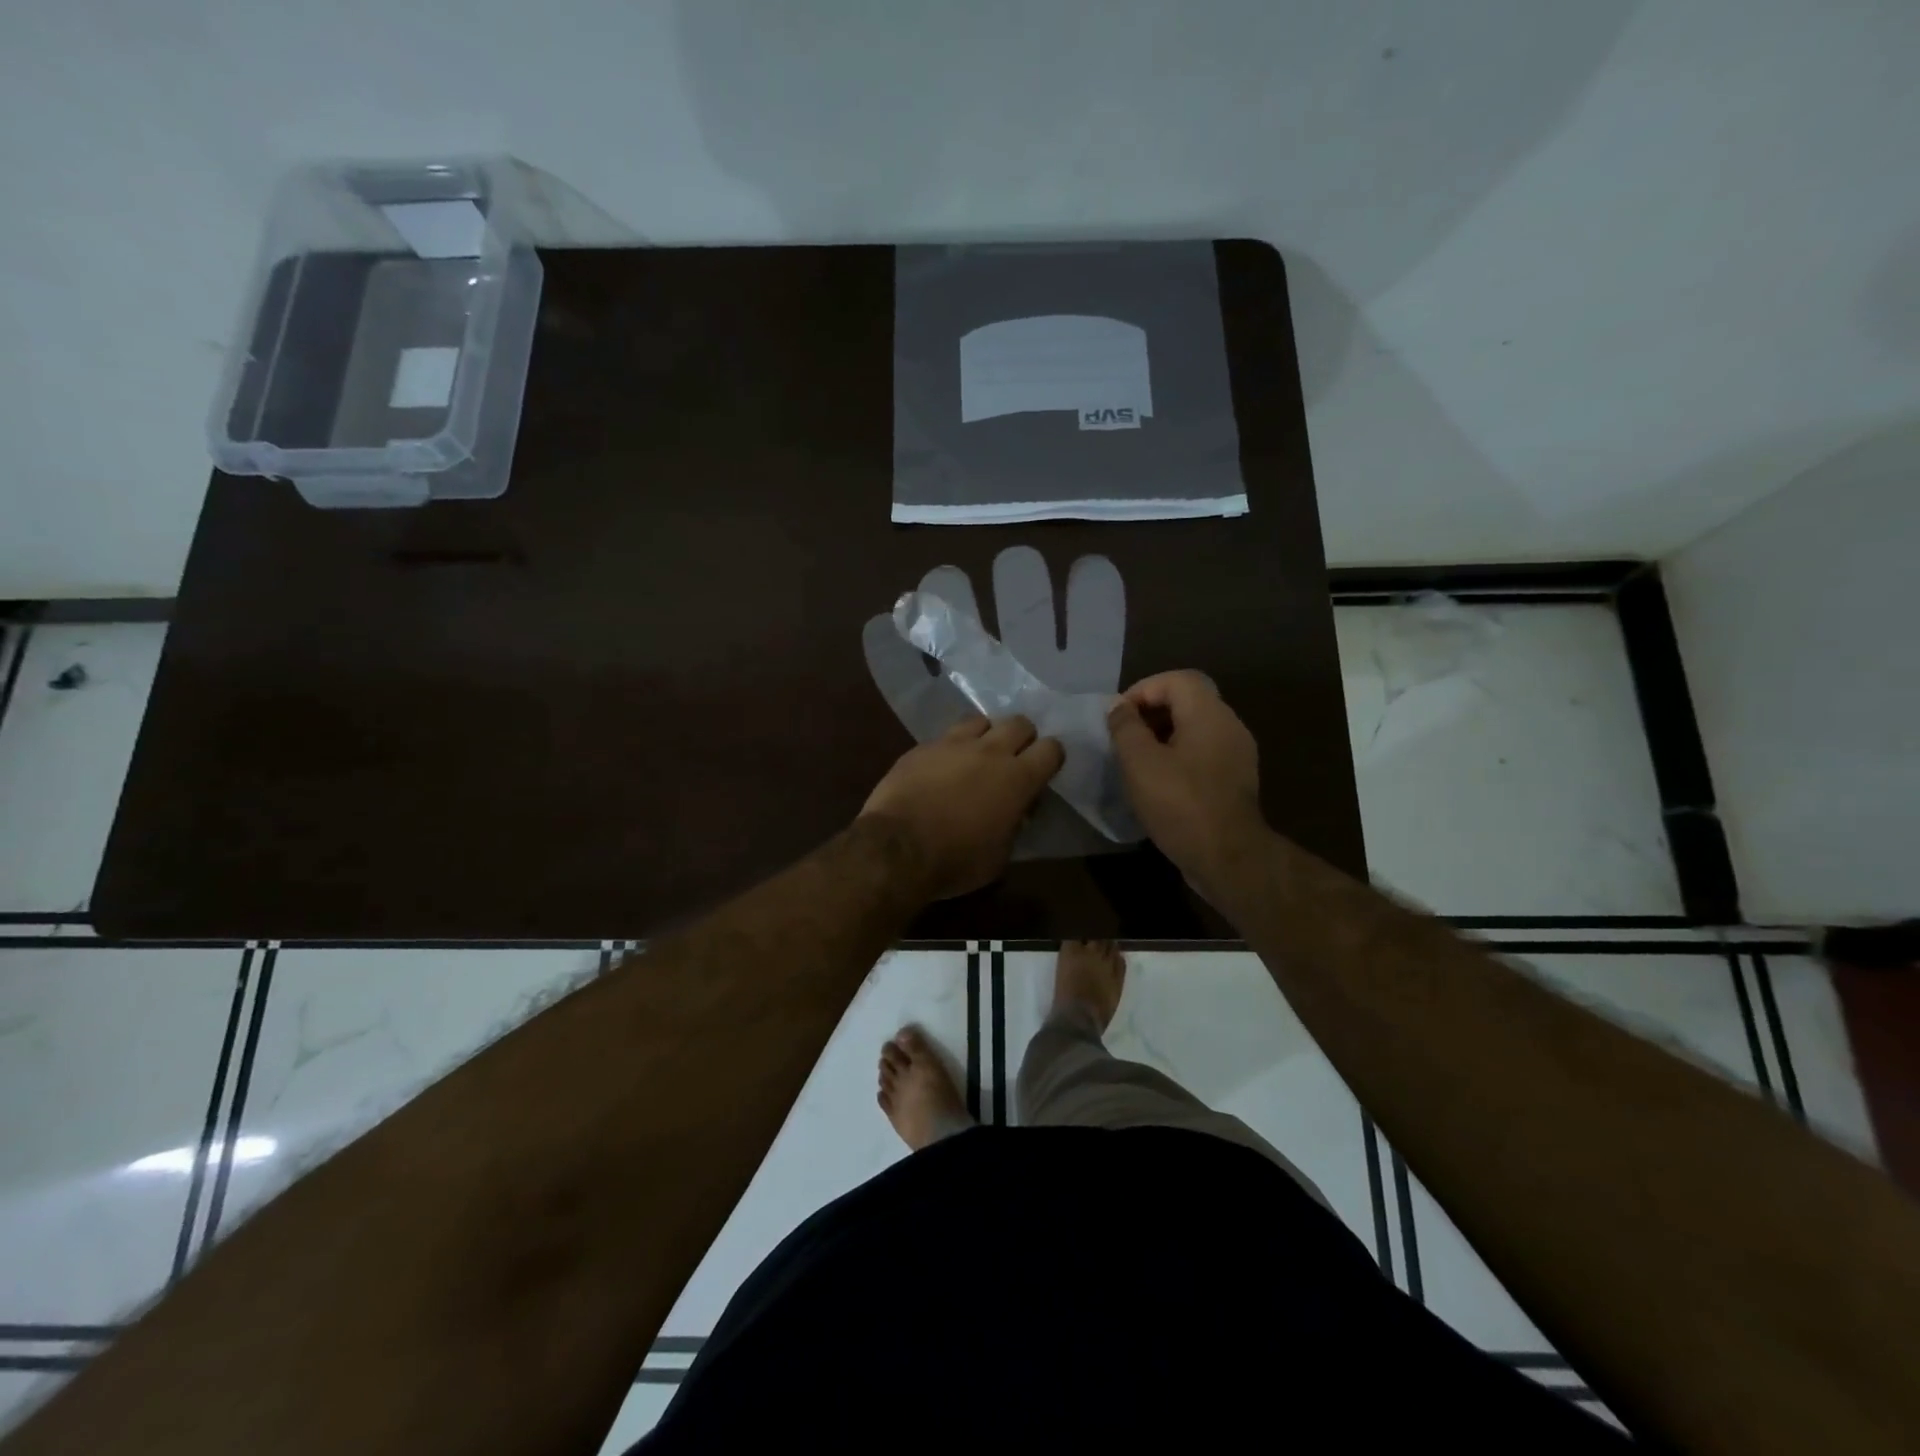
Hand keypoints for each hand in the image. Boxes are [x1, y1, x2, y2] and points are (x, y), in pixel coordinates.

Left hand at [860, 715, 1065, 899]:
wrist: (897, 848)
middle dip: (1022, 738)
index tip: (1043, 772)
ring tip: (977, 755)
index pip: (1052, 749)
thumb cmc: (956, 860)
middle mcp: (990, 751)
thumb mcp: (1000, 855)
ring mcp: (953, 744)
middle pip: (1019, 723)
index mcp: (1018, 778)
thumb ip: (1014, 825)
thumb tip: (1015, 812)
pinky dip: (951, 748)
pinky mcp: (922, 747)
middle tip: (1013, 759)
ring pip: (980, 720)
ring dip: (986, 735)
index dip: (1052, 758)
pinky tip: (942, 767)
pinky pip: (945, 736)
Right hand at [1106, 671, 1267, 897]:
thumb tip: (1118, 707)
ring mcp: (1237, 754)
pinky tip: (1158, 781)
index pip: (1176, 679)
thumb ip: (1126, 727)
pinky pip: (1204, 752)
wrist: (1228, 858)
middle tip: (1124, 736)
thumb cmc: (1180, 804)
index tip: (1118, 717)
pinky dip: (1179, 756)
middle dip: (1151, 712)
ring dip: (1163, 736)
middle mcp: (1229, 725)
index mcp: (1209, 713)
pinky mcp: (1236, 780)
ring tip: (1136, 759)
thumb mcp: (1140, 763)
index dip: (1142, 690)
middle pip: (1188, 700)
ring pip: (1196, 728)